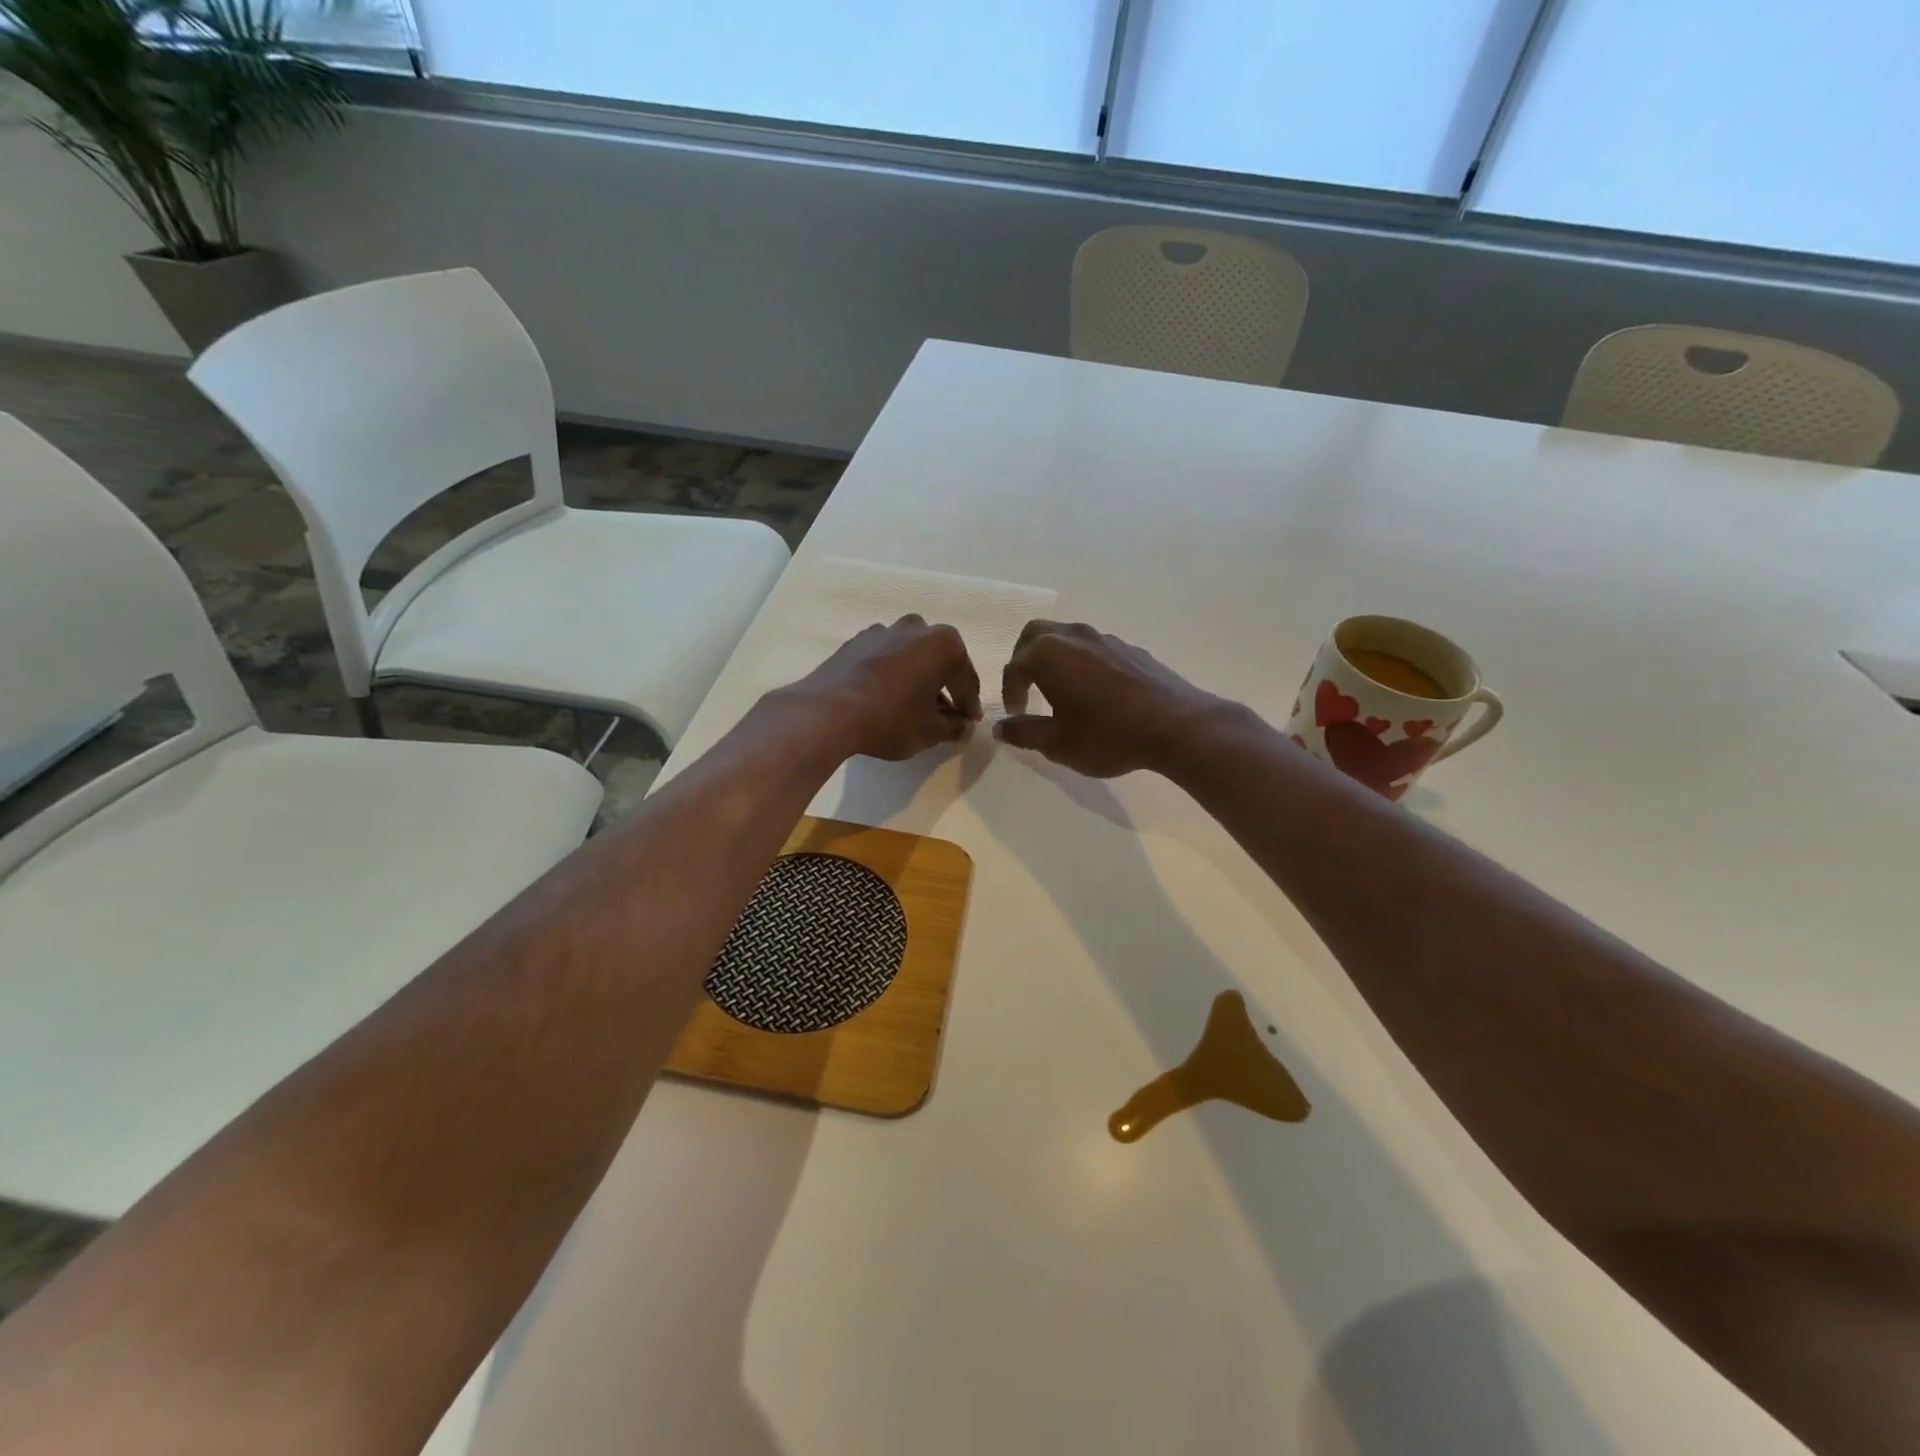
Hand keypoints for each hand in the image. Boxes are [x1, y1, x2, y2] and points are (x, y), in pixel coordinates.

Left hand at [784, 616, 982, 761]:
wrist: (826, 713)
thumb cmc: (890, 719)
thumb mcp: (931, 731)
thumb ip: (953, 727)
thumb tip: (962, 726)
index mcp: (943, 643)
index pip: (965, 678)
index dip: (969, 704)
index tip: (969, 722)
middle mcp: (915, 628)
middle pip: (939, 661)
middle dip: (944, 686)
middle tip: (944, 714)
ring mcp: (882, 631)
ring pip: (910, 656)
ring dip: (916, 678)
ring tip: (913, 707)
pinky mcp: (855, 642)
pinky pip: (884, 659)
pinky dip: (891, 675)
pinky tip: (885, 698)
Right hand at [995, 621, 1224, 777]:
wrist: (1176, 726)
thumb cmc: (1108, 735)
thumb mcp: (1057, 743)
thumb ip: (1024, 732)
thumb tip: (1001, 727)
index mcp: (1048, 653)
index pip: (1014, 666)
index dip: (1010, 692)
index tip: (1016, 715)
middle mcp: (1073, 636)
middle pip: (1035, 635)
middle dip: (1024, 659)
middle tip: (1027, 688)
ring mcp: (1105, 638)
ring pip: (1067, 637)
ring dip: (1055, 658)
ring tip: (1060, 690)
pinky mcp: (1131, 648)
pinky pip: (1094, 648)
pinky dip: (1083, 663)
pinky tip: (1095, 692)